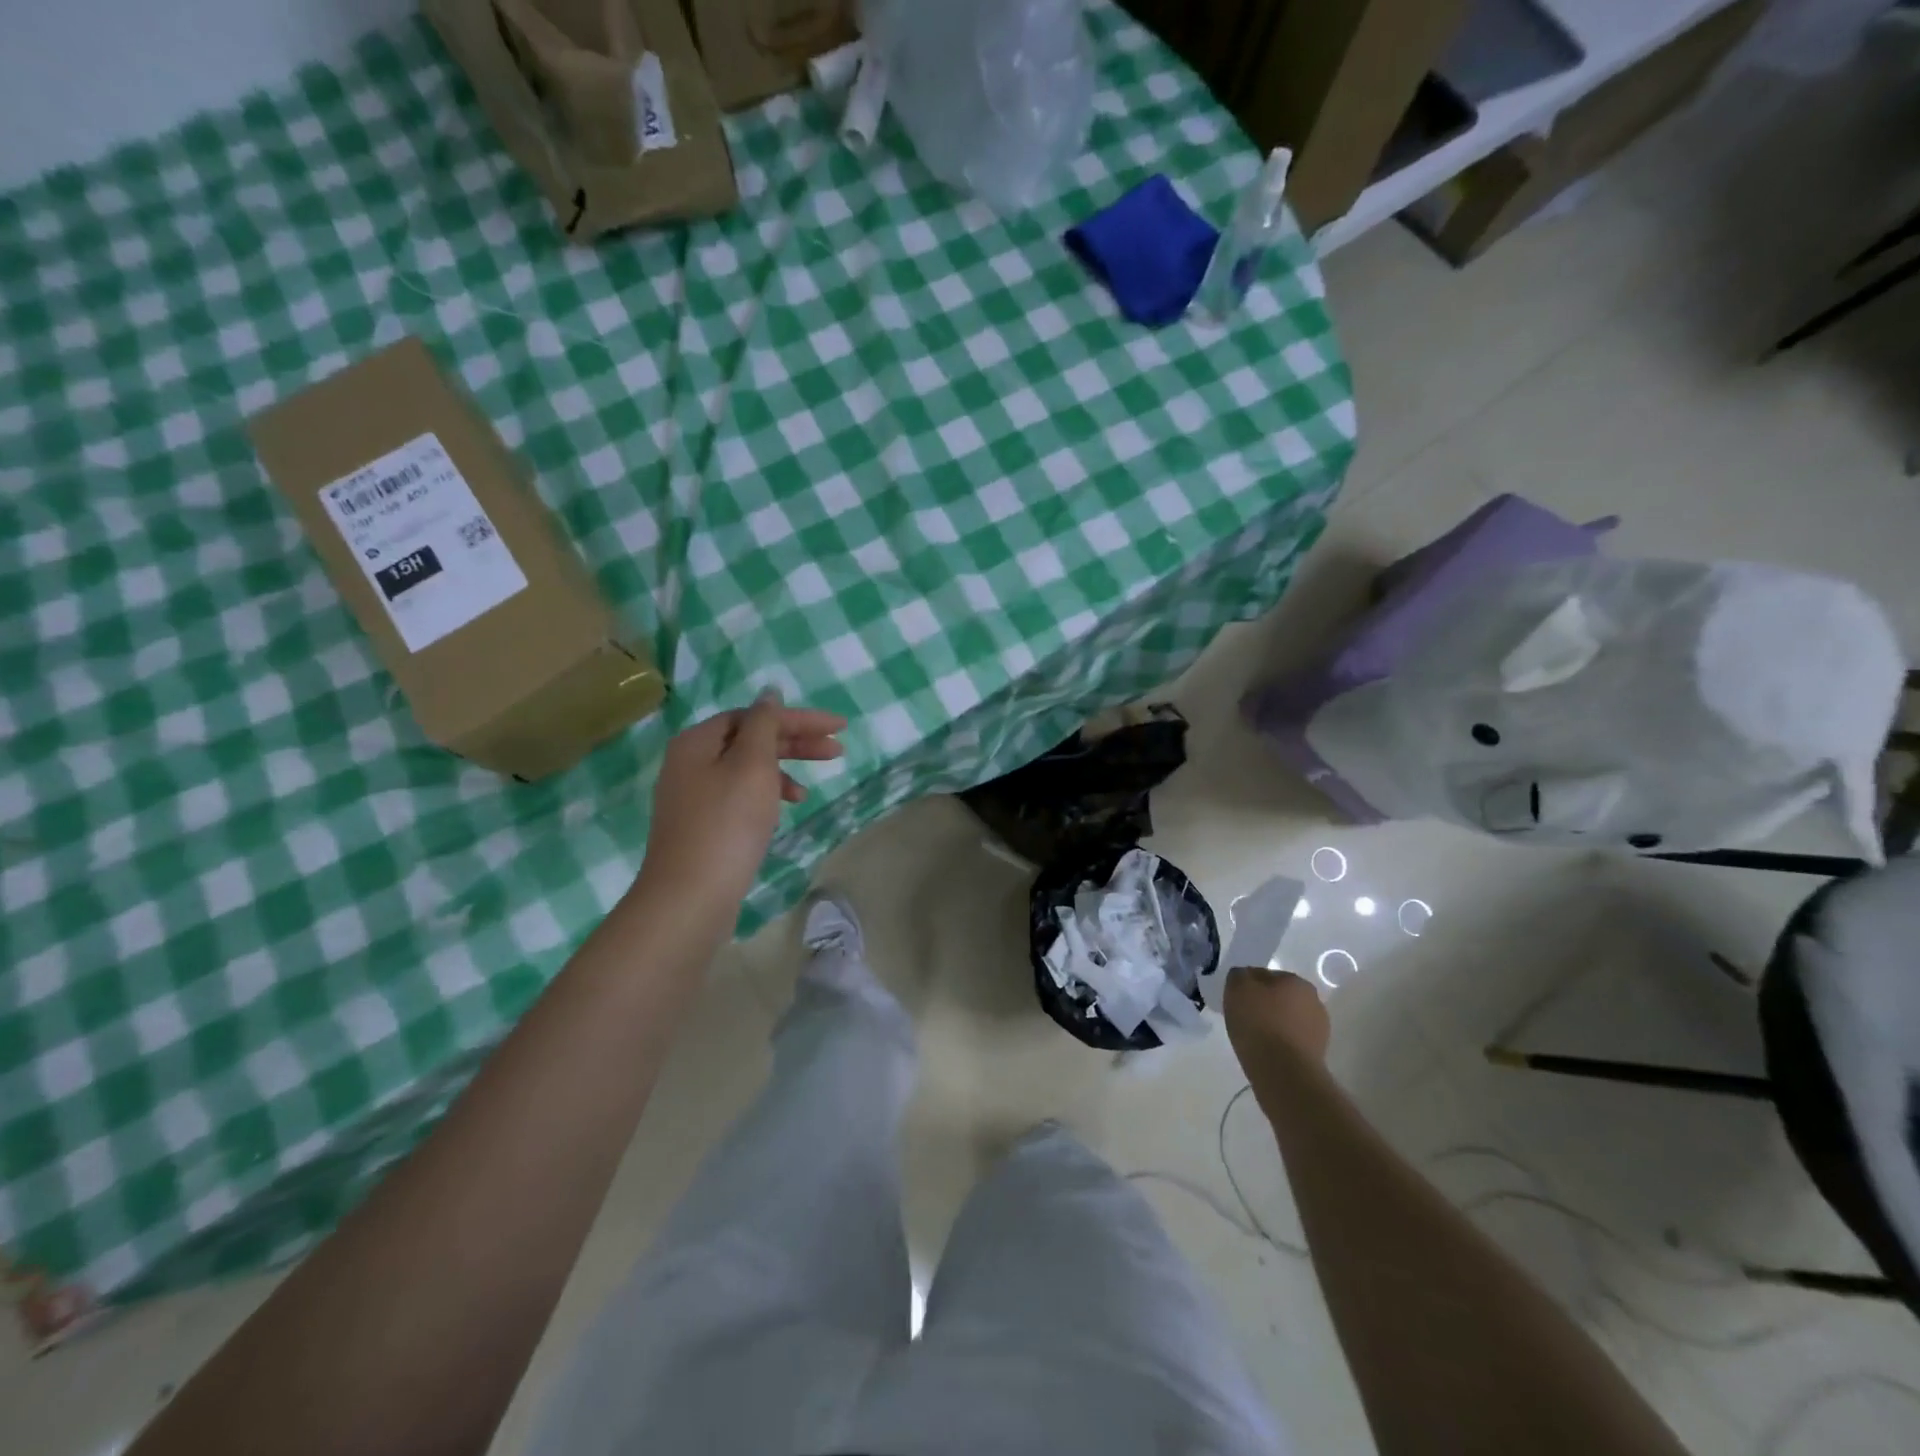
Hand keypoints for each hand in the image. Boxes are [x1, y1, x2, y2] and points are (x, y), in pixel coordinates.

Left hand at [639, 695, 846, 920]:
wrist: (690, 896)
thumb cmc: (727, 823)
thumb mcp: (752, 765)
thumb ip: (764, 724)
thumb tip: (769, 693)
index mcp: (698, 741)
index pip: (755, 715)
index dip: (798, 718)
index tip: (838, 728)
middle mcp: (690, 762)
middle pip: (750, 740)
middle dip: (795, 743)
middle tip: (837, 751)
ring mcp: (693, 796)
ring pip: (746, 770)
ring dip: (782, 772)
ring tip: (808, 791)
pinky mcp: (702, 825)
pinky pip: (740, 796)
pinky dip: (765, 797)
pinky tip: (782, 812)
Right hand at [1223, 966, 1330, 1068]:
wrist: (1283, 1072)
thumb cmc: (1259, 1023)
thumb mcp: (1237, 987)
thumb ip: (1240, 975)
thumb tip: (1245, 977)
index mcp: (1296, 981)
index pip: (1265, 975)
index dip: (1248, 986)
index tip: (1237, 999)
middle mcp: (1313, 1000)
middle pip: (1280, 997)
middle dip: (1264, 1004)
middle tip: (1244, 1017)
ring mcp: (1319, 1029)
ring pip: (1288, 1019)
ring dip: (1274, 1024)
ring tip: (1255, 1038)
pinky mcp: (1318, 1054)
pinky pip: (1292, 1040)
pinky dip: (1281, 1043)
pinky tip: (1268, 1052)